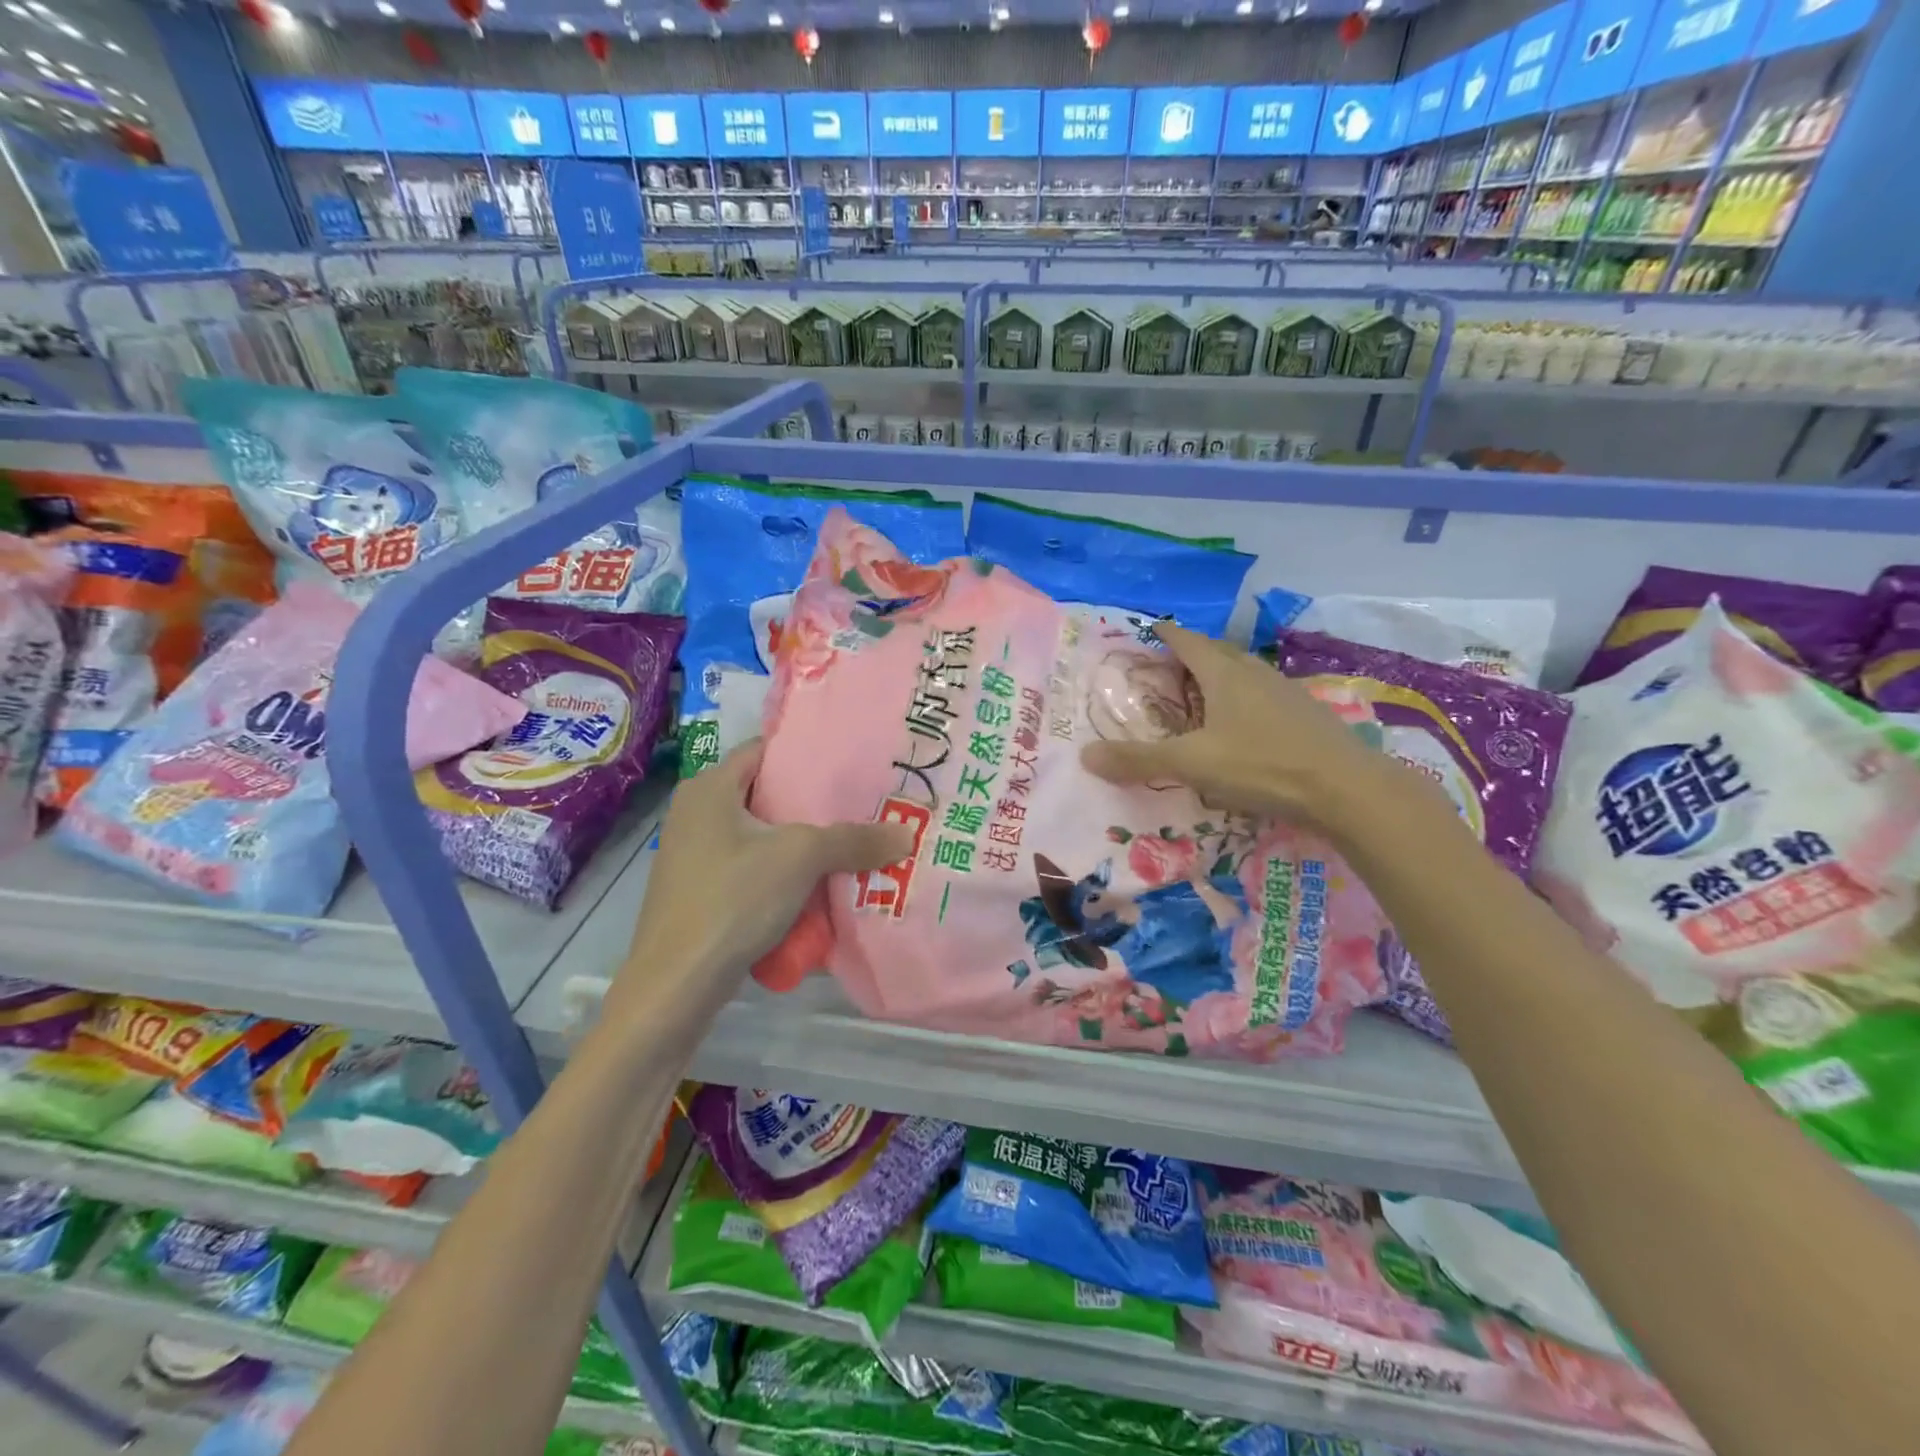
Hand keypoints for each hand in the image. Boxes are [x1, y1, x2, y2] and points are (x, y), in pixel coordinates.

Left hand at [614, 740, 911, 1025]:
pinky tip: (816, 887)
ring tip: (848, 844)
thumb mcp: (801, 859)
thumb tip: (907, 834)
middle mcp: (695, 813)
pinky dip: (780, 873)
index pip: (763, 750)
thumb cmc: (733, 899)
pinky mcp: (698, 891)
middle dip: (811, 803)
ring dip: (799, 843)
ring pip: (759, 836)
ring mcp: (693, 855)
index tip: (848, 762)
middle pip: (764, 794)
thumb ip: (854, 840)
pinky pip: (749, 868)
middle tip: (860, 805)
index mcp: (709, 788)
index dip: (805, 753)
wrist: (676, 984)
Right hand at [1080, 622, 1399, 834]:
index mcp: (1223, 674)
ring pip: (1245, 673)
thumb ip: (1138, 760)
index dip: (1166, 634)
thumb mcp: (1191, 764)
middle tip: (1169, 665)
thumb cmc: (1261, 765)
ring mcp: (1285, 692)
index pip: (1187, 641)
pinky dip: (1245, 700)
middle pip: (1218, 652)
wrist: (1346, 788)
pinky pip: (1264, 696)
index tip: (1150, 628)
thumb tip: (1084, 756)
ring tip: (1202, 693)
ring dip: (1221, 676)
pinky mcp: (1306, 715)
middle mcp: (1254, 674)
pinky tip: (1244, 724)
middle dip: (1192, 653)